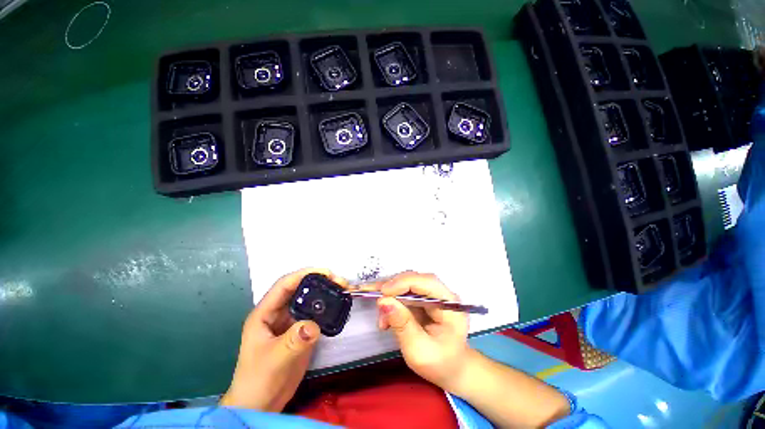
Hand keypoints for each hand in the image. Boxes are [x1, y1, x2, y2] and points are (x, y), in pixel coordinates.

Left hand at [220, 268, 347, 410]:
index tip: (326, 272)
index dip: (304, 274)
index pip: (284, 285)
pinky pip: (314, 314)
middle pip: (299, 289)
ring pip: (308, 300)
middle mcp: (278, 313)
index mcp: (265, 313)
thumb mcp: (274, 360)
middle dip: (319, 281)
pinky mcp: (300, 332)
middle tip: (339, 281)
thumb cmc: (259, 380)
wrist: (262, 405)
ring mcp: (290, 322)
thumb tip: (314, 325)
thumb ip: (293, 341)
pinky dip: (326, 308)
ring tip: (341, 290)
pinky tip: (336, 306)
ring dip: (324, 293)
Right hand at [375, 271, 471, 392]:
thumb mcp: (419, 351)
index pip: (426, 282)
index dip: (403, 283)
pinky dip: (392, 301)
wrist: (452, 369)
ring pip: (407, 284)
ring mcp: (434, 295)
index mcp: (450, 305)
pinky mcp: (425, 298)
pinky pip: (405, 293)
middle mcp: (443, 294)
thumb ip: (402, 325)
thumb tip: (384, 301)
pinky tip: (385, 317)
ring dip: (390, 296)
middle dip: (393, 289)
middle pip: (415, 280)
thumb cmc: (440, 365)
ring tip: (381, 317)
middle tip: (376, 302)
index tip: (383, 293)